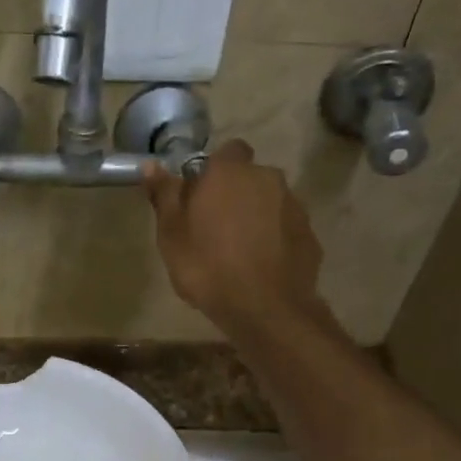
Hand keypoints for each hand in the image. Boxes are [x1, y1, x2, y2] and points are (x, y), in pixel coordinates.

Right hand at [145, 139, 325, 332]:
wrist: (265, 308)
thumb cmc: (208, 268)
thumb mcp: (172, 235)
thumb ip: (165, 196)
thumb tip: (151, 166)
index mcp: (229, 173)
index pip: (225, 152)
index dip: (212, 171)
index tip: (199, 198)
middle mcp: (266, 178)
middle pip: (249, 177)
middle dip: (235, 194)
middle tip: (215, 228)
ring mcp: (293, 205)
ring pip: (269, 202)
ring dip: (256, 216)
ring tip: (239, 251)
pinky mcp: (308, 233)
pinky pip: (285, 228)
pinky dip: (274, 239)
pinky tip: (260, 265)